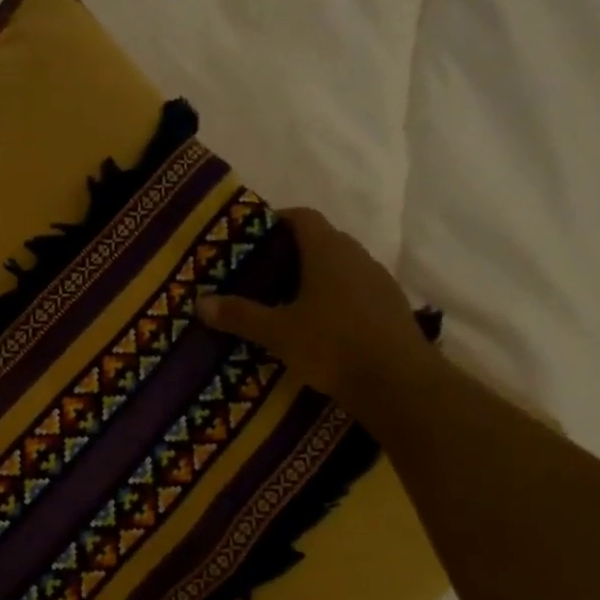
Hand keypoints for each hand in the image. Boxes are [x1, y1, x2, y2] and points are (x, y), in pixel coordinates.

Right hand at [196, 207, 434, 410]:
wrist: (399, 382)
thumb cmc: (332, 345)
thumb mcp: (277, 332)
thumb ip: (240, 315)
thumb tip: (200, 302)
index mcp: (327, 251)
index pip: (301, 217)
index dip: (276, 220)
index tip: (251, 236)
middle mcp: (356, 256)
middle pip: (320, 240)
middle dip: (289, 252)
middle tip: (259, 272)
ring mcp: (377, 281)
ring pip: (339, 266)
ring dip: (313, 276)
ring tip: (284, 299)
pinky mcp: (389, 307)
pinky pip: (354, 290)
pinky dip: (333, 298)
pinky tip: (317, 324)